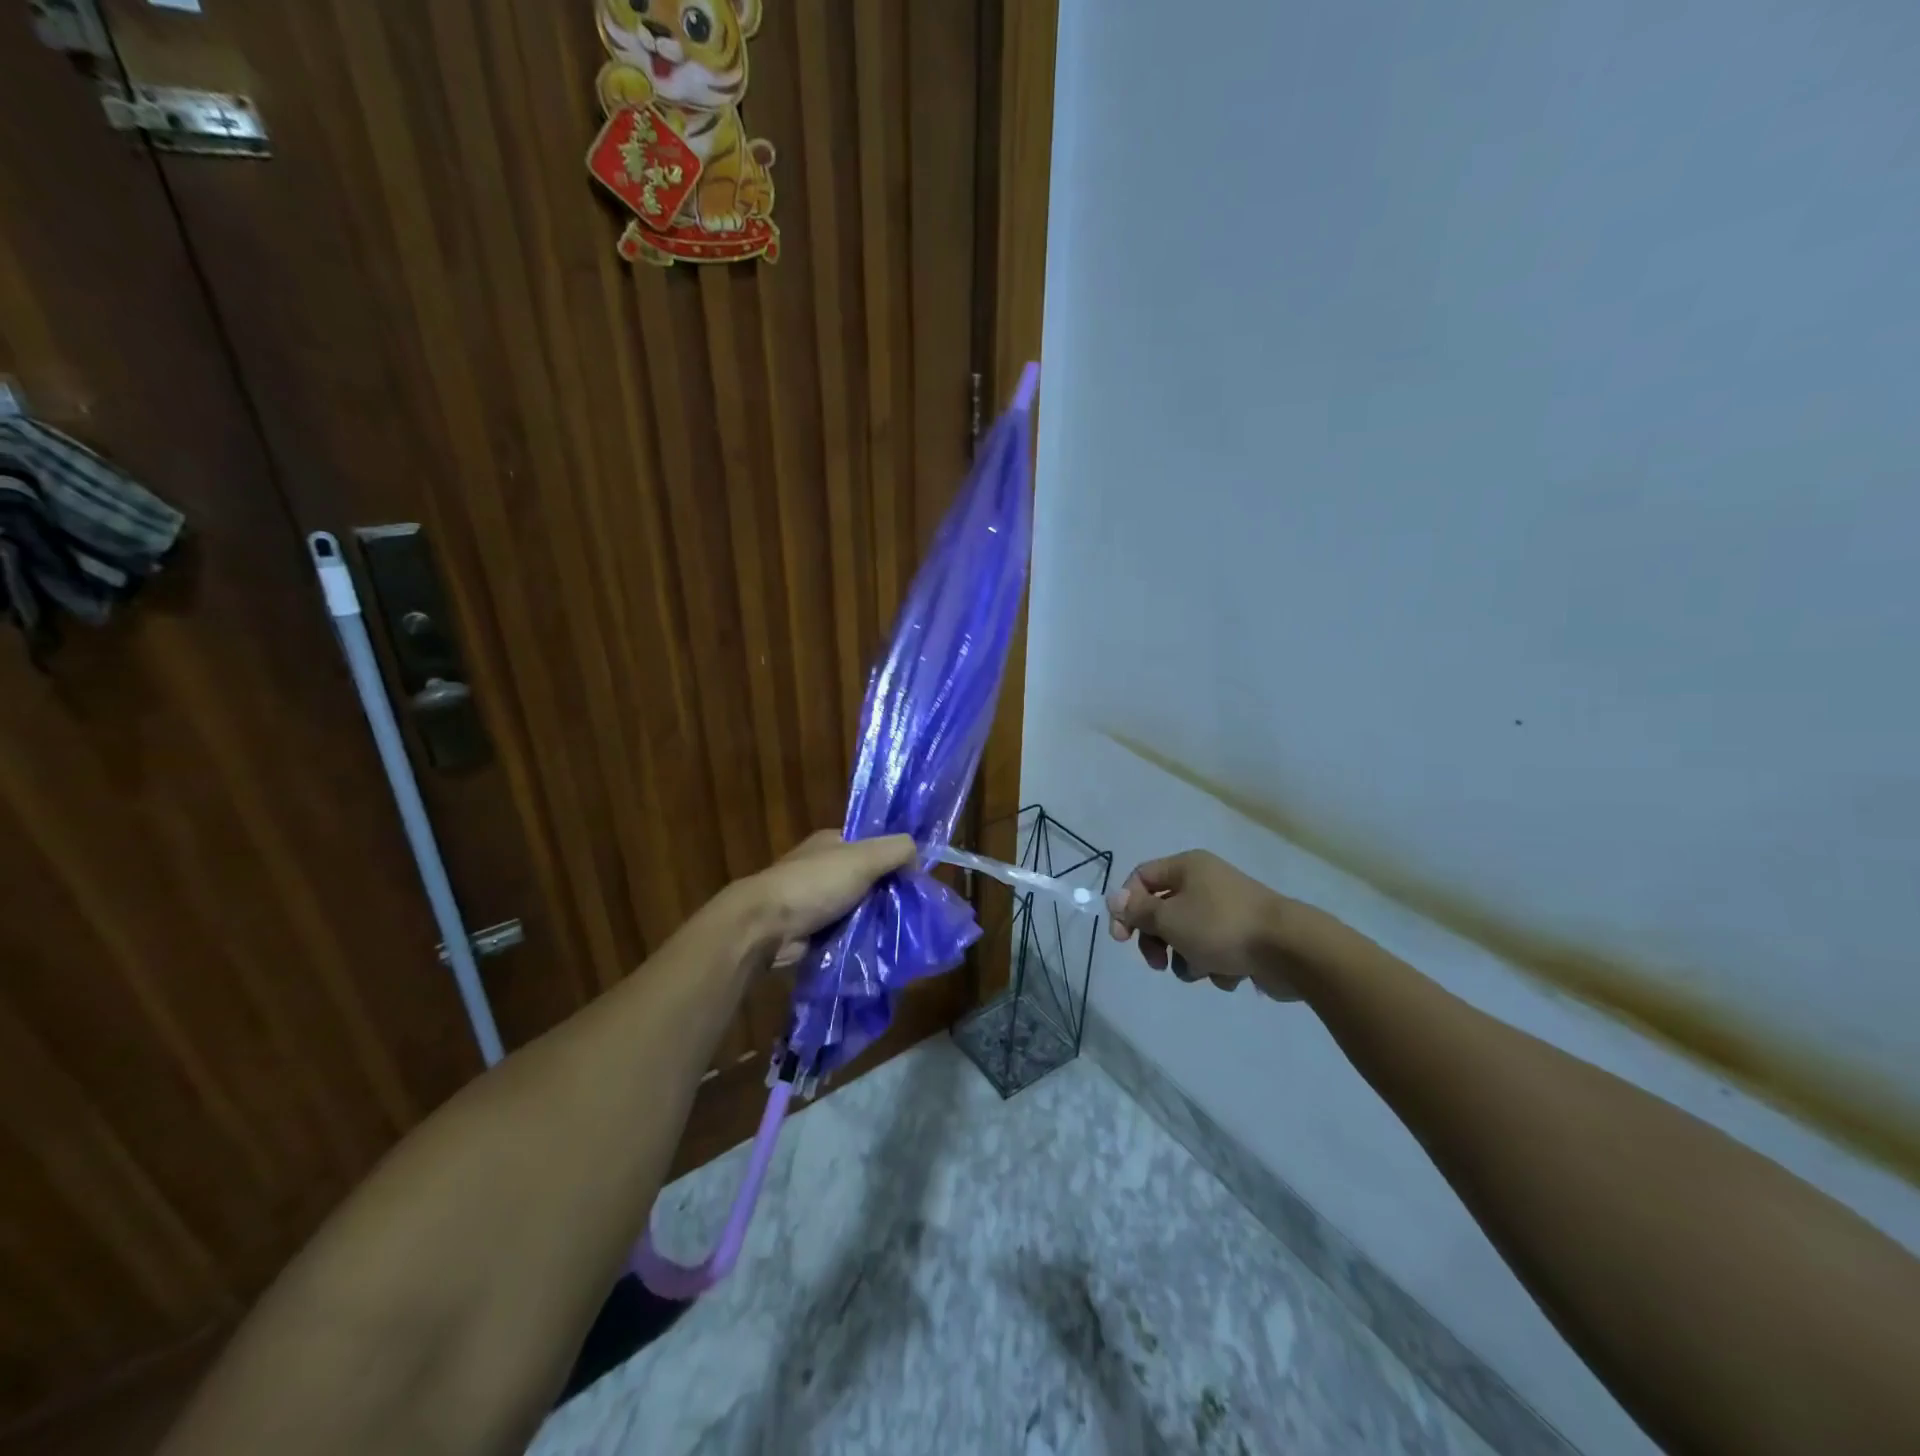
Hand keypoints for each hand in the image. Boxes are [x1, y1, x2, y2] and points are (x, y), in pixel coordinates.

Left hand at [738, 830, 916, 961]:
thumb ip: (897, 850)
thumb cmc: (815, 884)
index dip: (895, 858)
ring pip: (858, 908)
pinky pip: (845, 932)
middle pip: (868, 878)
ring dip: (875, 920)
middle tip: (915, 912)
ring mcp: (815, 900)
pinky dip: (858, 939)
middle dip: (888, 894)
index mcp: (833, 842)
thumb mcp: (864, 857)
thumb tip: (918, 859)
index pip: (873, 845)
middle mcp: (824, 867)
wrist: (765, 926)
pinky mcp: (811, 930)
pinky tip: (879, 949)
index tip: (917, 879)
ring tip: (903, 934)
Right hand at [1106, 850, 1306, 999]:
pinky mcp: (1244, 937)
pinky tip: (1228, 972)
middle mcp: (1206, 882)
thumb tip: (1114, 899)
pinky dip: (1214, 965)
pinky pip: (1214, 951)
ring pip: (1187, 936)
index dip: (1126, 906)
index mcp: (1187, 867)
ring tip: (1202, 969)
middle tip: (1157, 963)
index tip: (1122, 939)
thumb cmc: (1221, 926)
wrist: (1290, 950)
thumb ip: (1138, 911)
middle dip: (1156, 941)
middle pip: (1163, 910)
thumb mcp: (1169, 918)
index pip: (1141, 878)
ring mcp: (1227, 910)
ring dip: (1186, 958)